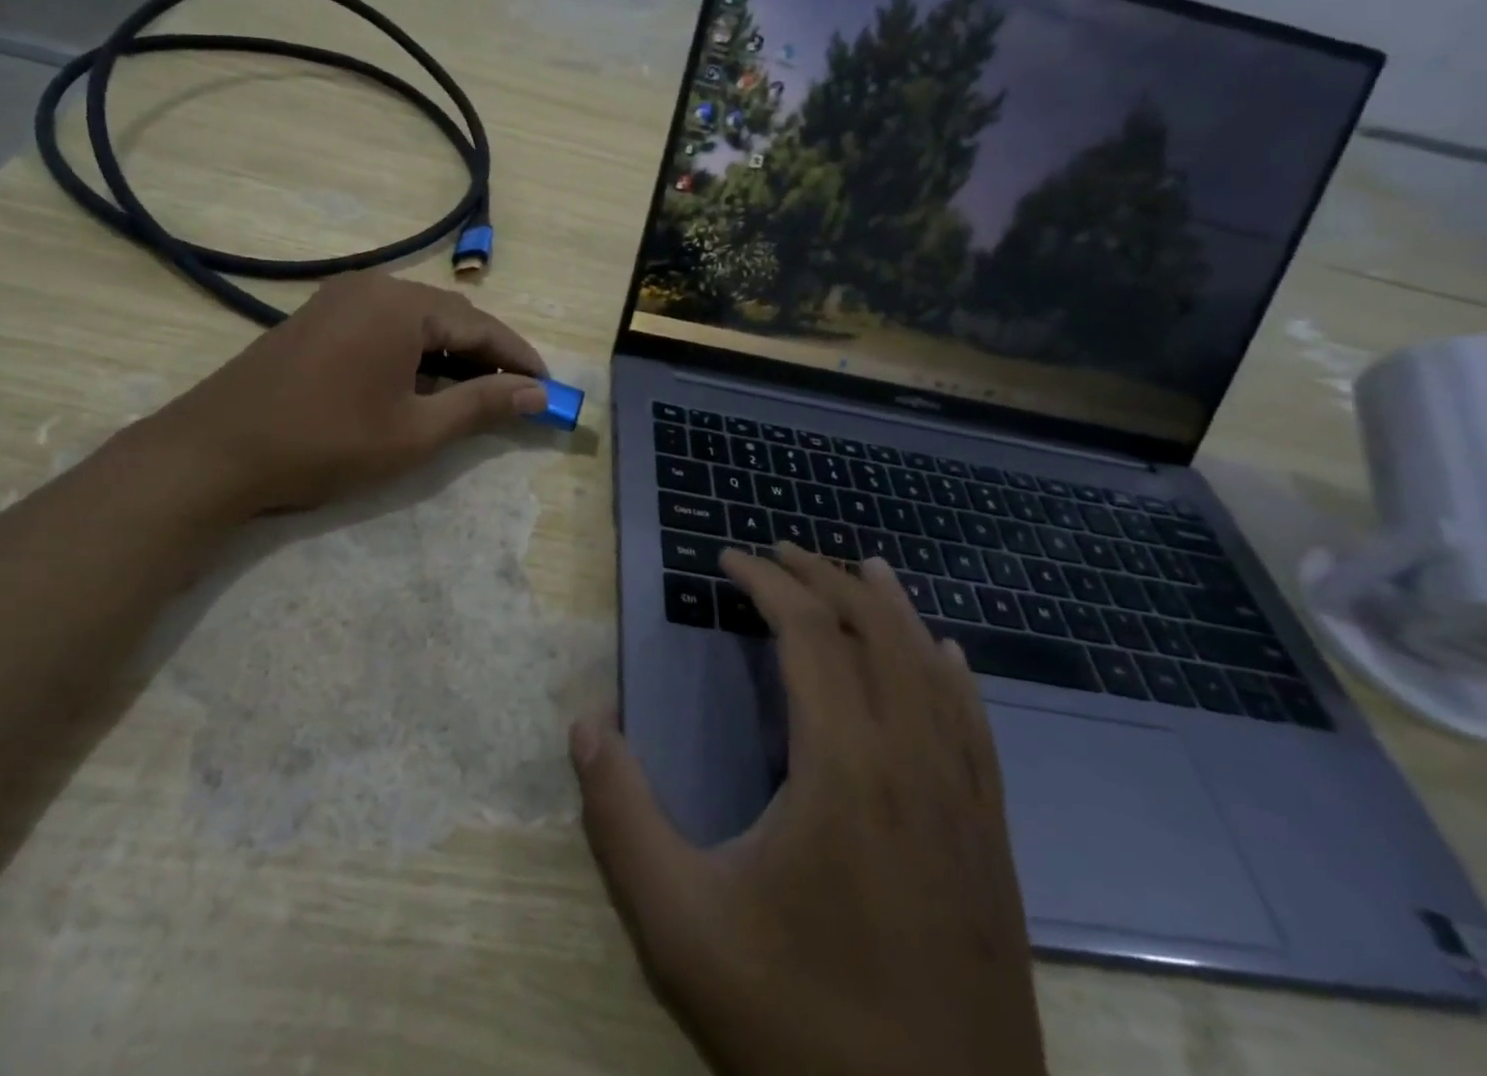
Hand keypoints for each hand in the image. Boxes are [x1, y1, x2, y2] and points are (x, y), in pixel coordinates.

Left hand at [159, 272, 548, 516]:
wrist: (214, 452)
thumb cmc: (325, 442)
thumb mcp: (415, 432)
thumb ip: (480, 405)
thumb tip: (537, 393)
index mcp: (402, 304)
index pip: (481, 326)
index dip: (519, 359)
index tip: (549, 389)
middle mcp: (373, 286)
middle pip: (449, 317)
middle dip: (485, 358)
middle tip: (515, 398)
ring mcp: (339, 299)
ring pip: (416, 323)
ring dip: (448, 357)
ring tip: (472, 397)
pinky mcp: (317, 318)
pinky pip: (383, 328)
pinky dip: (411, 355)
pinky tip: (419, 386)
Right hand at [571, 549, 1045, 1075]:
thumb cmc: (800, 1027)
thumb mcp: (680, 926)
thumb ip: (621, 816)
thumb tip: (586, 722)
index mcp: (844, 765)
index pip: (810, 633)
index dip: (768, 583)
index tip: (727, 559)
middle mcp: (914, 761)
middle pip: (875, 631)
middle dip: (823, 577)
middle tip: (777, 551)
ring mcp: (965, 800)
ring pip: (932, 666)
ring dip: (890, 608)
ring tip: (858, 568)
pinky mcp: (992, 838)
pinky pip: (974, 723)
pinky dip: (949, 669)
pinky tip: (944, 653)